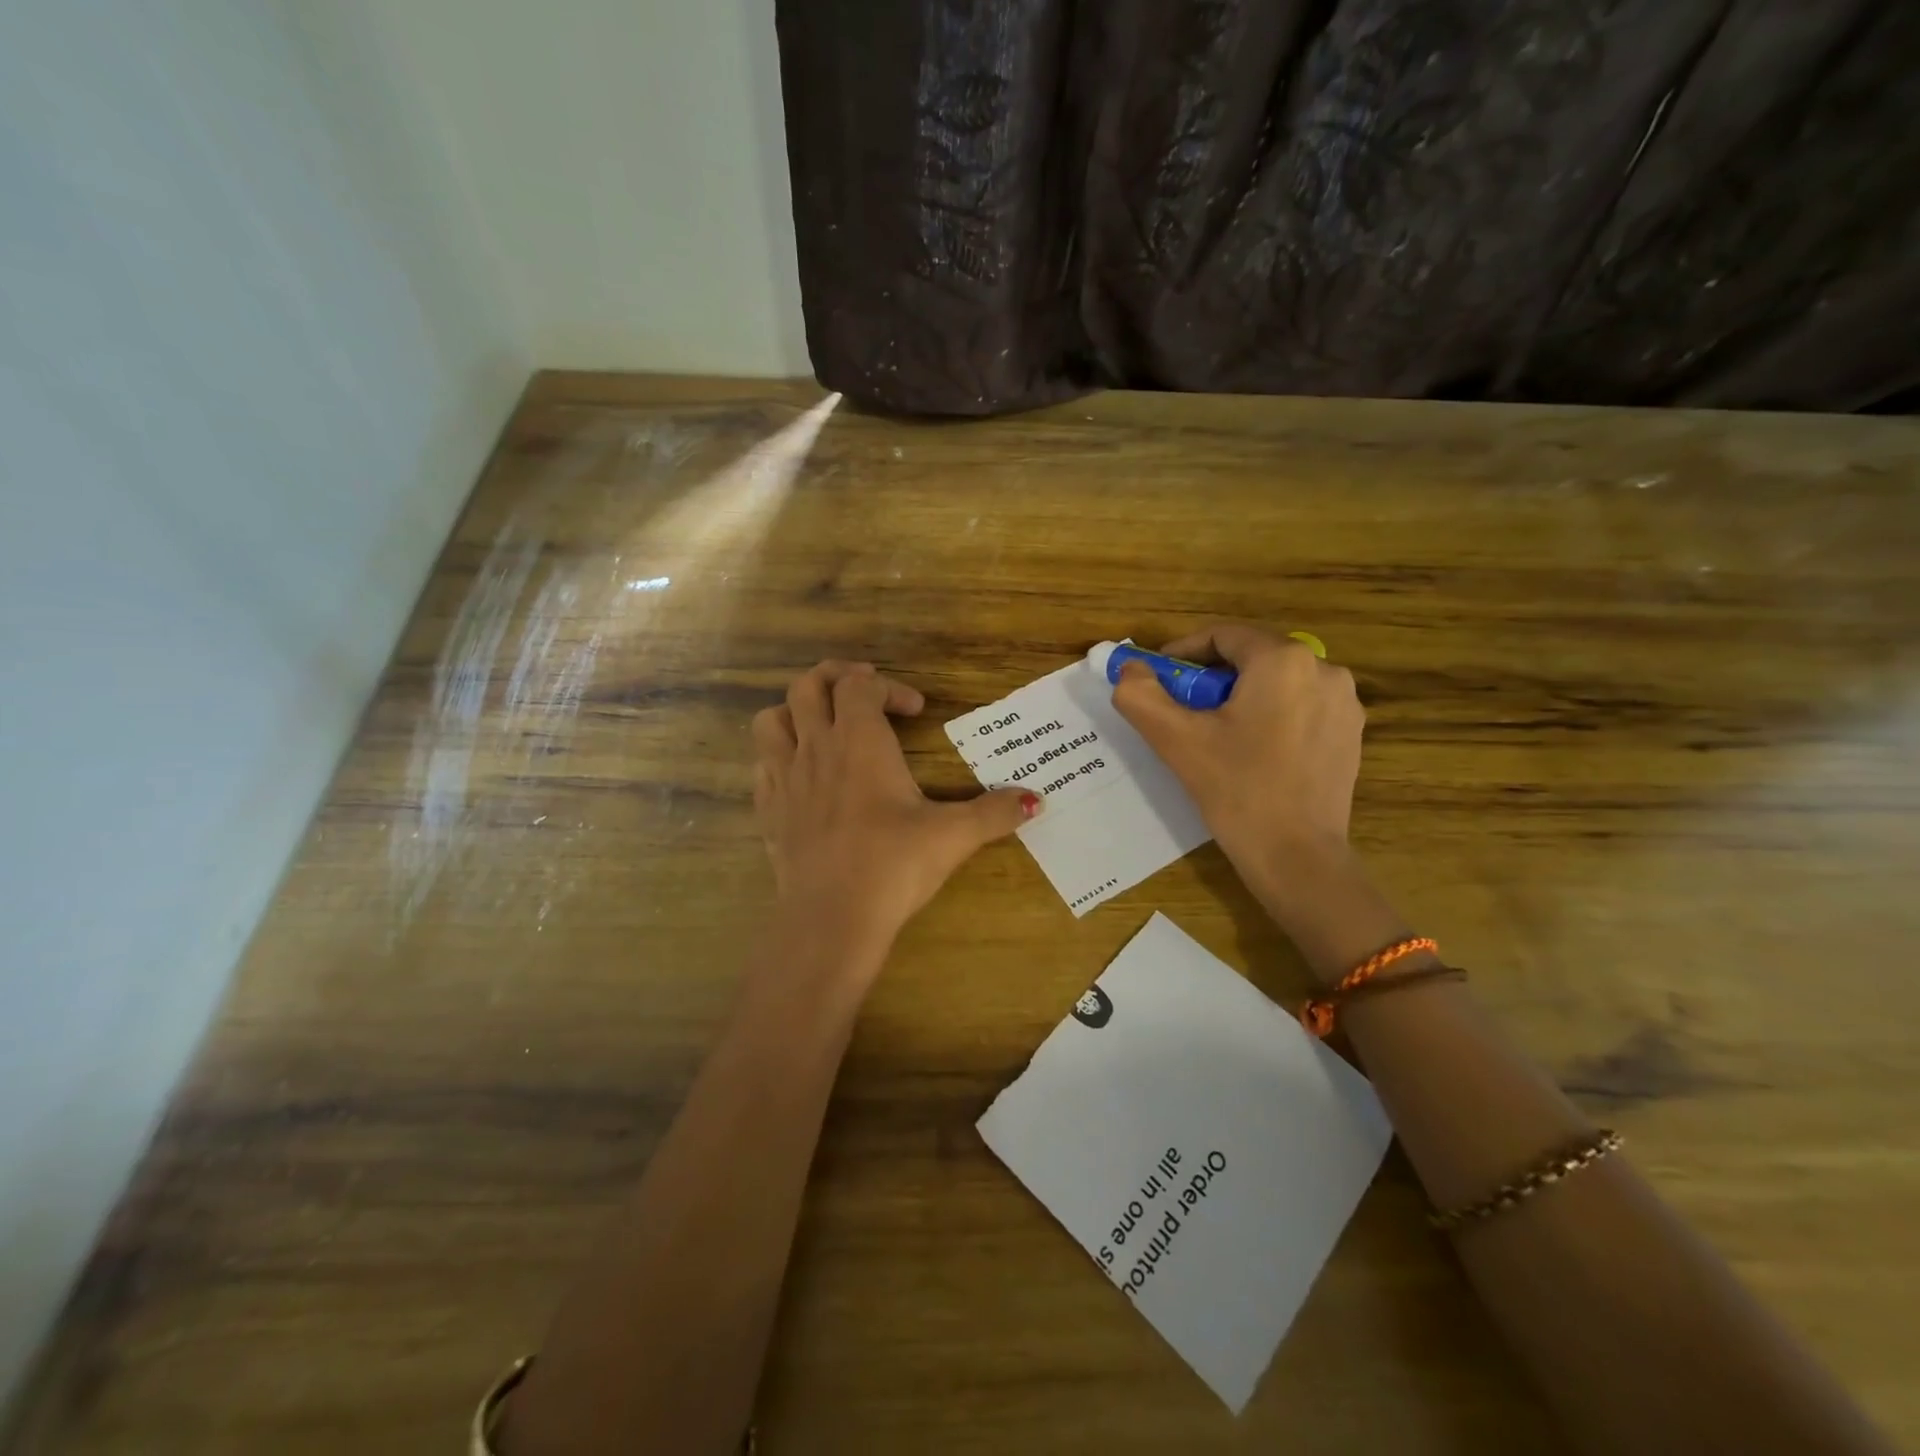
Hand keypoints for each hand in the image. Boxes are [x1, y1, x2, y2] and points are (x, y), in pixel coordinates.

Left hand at [753, 661, 1035, 966]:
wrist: (831, 919)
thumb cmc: (893, 865)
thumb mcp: (952, 836)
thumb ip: (995, 813)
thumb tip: (1037, 800)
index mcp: (859, 740)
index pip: (861, 684)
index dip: (889, 686)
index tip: (916, 710)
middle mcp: (815, 748)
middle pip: (807, 686)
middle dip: (834, 678)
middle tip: (863, 693)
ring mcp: (784, 779)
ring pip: (771, 720)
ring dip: (795, 712)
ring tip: (823, 725)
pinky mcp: (768, 812)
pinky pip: (762, 766)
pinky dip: (779, 757)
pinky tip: (803, 777)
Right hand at [1111, 623, 1365, 936]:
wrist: (1297, 856)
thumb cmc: (1236, 790)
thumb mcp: (1176, 740)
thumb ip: (1141, 695)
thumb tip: (1129, 670)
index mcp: (1283, 660)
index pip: (1223, 635)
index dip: (1183, 652)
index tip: (1158, 679)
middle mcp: (1324, 669)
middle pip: (1251, 657)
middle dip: (1210, 677)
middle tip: (1181, 710)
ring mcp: (1344, 702)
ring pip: (1276, 682)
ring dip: (1240, 696)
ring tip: (1214, 733)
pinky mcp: (1351, 733)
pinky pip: (1300, 706)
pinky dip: (1270, 715)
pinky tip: (1251, 751)